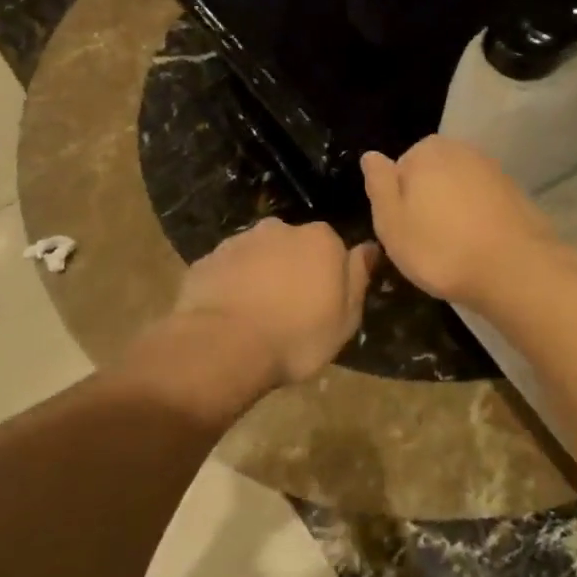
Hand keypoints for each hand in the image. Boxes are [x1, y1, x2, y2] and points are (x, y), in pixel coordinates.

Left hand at [173, 219, 379, 386]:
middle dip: (292, 269)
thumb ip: (358, 277)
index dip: (328, 274)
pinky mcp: (207, 259)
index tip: (323, 301)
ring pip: (258, 255)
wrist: (224, 346)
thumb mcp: (345, 319)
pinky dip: (231, 285)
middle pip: (293, 246)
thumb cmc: (296, 336)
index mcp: (320, 239)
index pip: (332, 247)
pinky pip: (227, 270)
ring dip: (260, 276)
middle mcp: (279, 229)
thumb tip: (369, 248)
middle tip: (290, 309)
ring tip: (257, 314)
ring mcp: (239, 241)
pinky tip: (229, 314)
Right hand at [361, 138, 558, 307]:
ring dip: (452, 212)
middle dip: (426, 203)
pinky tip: (478, 246)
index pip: (398, 170)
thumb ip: (378, 184)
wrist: (514, 269)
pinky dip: (477, 219)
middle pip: (430, 177)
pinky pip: (482, 203)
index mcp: (427, 151)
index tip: (404, 231)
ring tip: (453, 248)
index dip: (397, 203)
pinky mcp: (515, 192)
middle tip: (426, 243)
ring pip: (458, 190)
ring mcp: (492, 169)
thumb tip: (371, 156)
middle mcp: (461, 150)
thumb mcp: (391, 222)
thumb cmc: (440, 249)